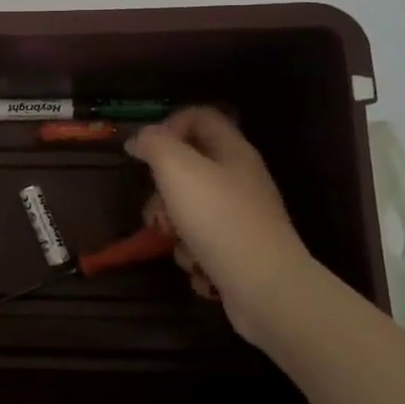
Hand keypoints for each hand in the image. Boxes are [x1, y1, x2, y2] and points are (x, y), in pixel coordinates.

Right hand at [126, 107, 315, 346]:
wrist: (265, 288)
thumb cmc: (219, 218)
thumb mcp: (177, 168)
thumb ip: (154, 144)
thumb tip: (139, 139)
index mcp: (232, 150)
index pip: (198, 116)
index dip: (168, 125)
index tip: (145, 152)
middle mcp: (240, 178)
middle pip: (189, 167)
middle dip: (162, 189)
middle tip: (156, 209)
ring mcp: (241, 216)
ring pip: (190, 207)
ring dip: (172, 225)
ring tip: (173, 241)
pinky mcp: (238, 250)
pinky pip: (202, 240)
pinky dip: (192, 252)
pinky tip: (196, 265)